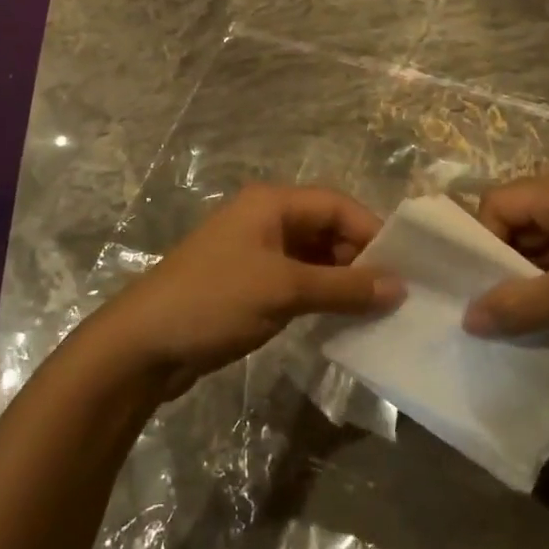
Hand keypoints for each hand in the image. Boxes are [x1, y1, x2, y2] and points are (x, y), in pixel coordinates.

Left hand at [90, 184, 404, 398]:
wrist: (143, 345)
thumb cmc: (215, 300)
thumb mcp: (284, 290)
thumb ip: (344, 287)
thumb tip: (400, 287)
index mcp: (272, 203)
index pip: (336, 205)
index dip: (372, 232)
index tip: (404, 268)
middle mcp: (265, 219)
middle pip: (326, 229)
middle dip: (359, 258)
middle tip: (394, 295)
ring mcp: (255, 252)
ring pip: (313, 257)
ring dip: (341, 280)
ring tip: (375, 311)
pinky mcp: (248, 283)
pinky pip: (296, 280)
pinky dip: (319, 295)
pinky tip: (341, 320)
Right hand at [462, 171, 548, 362]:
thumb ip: (516, 305)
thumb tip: (467, 317)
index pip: (494, 205)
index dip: (480, 242)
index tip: (477, 287)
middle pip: (515, 224)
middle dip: (500, 266)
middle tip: (488, 310)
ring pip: (540, 248)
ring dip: (527, 282)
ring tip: (514, 323)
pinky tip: (548, 324)